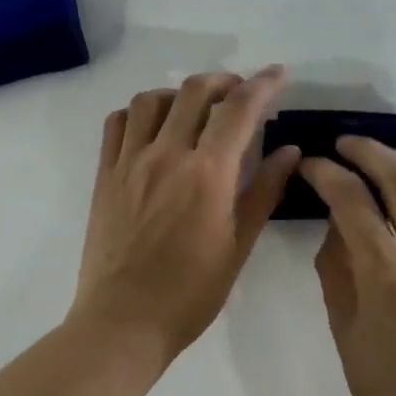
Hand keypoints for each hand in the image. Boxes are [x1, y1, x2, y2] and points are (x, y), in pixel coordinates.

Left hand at [70, 67, 299, 361]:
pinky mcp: (105, 174)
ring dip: (179, 93)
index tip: (279, 74)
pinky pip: (117, 124)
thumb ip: (264, 191)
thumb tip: (290, 151)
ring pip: (152, 100)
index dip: (263, 85)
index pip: (239, 109)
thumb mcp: (239, 245)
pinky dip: (138, 113)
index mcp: (207, 173)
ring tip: (194, 109)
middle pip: (195, 91)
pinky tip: (152, 129)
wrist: (124, 321)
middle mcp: (167, 154)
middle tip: (239, 93)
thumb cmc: (191, 292)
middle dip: (224, 81)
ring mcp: (130, 162)